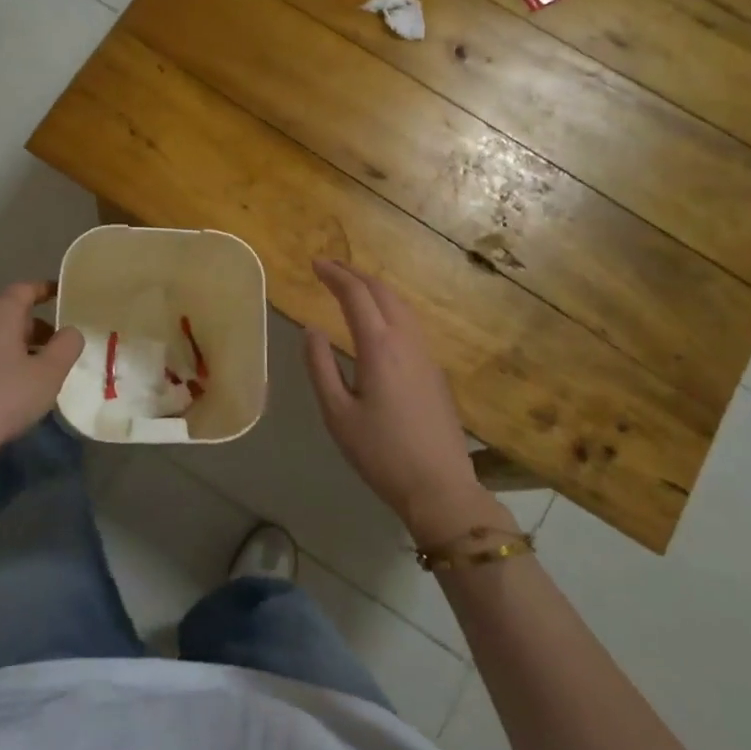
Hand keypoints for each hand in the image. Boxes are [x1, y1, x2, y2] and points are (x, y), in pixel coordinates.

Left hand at [0, 282, 83, 493]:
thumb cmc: (4, 397)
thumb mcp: (50, 372)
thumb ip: (67, 345)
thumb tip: (69, 332)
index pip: (26, 289)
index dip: (47, 290)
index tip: (64, 295)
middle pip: (10, 311)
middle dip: (37, 324)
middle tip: (59, 344)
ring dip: (19, 344)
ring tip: (40, 368)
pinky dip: (1, 357)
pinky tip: (13, 384)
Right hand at [303, 260, 506, 545]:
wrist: (439, 486)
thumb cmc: (381, 453)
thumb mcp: (337, 414)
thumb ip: (320, 367)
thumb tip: (311, 330)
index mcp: (379, 347)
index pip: (356, 295)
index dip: (335, 275)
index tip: (315, 264)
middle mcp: (406, 340)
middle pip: (382, 292)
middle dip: (354, 274)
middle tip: (329, 268)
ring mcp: (425, 352)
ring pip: (401, 304)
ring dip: (374, 287)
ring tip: (351, 285)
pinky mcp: (434, 368)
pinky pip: (410, 320)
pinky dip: (389, 304)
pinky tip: (379, 317)